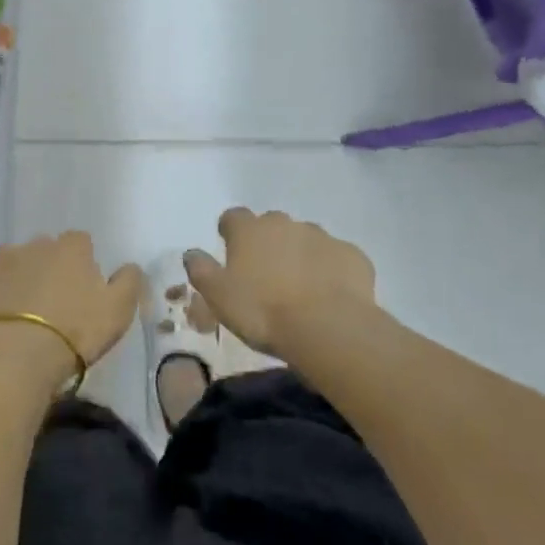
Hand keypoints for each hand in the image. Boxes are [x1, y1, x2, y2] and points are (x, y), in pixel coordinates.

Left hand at [0, 233, 142, 385]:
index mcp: (71, 248)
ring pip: (13, 264)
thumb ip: (128, 282)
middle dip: (48, 268)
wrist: (16, 356)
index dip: (82, 263)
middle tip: (53, 302)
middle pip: (45, 250)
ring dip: (19, 279)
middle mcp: (34, 245)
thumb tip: (130, 266)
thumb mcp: (118, 311)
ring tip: (21, 311)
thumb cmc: (75, 332)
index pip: (81, 242)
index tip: (83, 288)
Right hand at [184, 208, 375, 356]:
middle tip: (265, 274)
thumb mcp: (218, 296)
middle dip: (267, 242)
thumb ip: (201, 270)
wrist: (327, 328)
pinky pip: (335, 257)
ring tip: (299, 287)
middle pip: (271, 225)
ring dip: (299, 254)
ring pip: (305, 238)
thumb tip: (192, 253)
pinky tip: (328, 294)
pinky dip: (329, 269)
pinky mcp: (352, 255)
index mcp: (249, 230)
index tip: (230, 250)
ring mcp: (322, 236)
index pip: (233, 217)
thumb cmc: (262, 311)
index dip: (230, 232)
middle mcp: (285, 224)